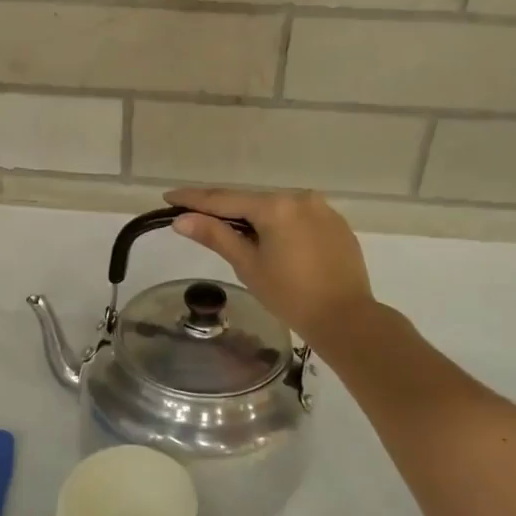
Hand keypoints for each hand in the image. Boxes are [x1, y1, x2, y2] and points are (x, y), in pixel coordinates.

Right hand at [164, 187, 375, 346]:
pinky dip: (278, 225)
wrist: (346, 319)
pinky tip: (270, 242)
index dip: (194, 199)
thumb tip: (181, 220)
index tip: (169, 197)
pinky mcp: (336, 224)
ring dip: (252, 217)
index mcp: (275, 206)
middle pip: (251, 200)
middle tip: (194, 216)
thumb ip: (216, 236)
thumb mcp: (248, 265)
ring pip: (275, 208)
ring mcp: (322, 209)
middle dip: (223, 208)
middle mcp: (300, 197)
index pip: (224, 199)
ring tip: (230, 232)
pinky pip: (297, 217)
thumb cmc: (290, 296)